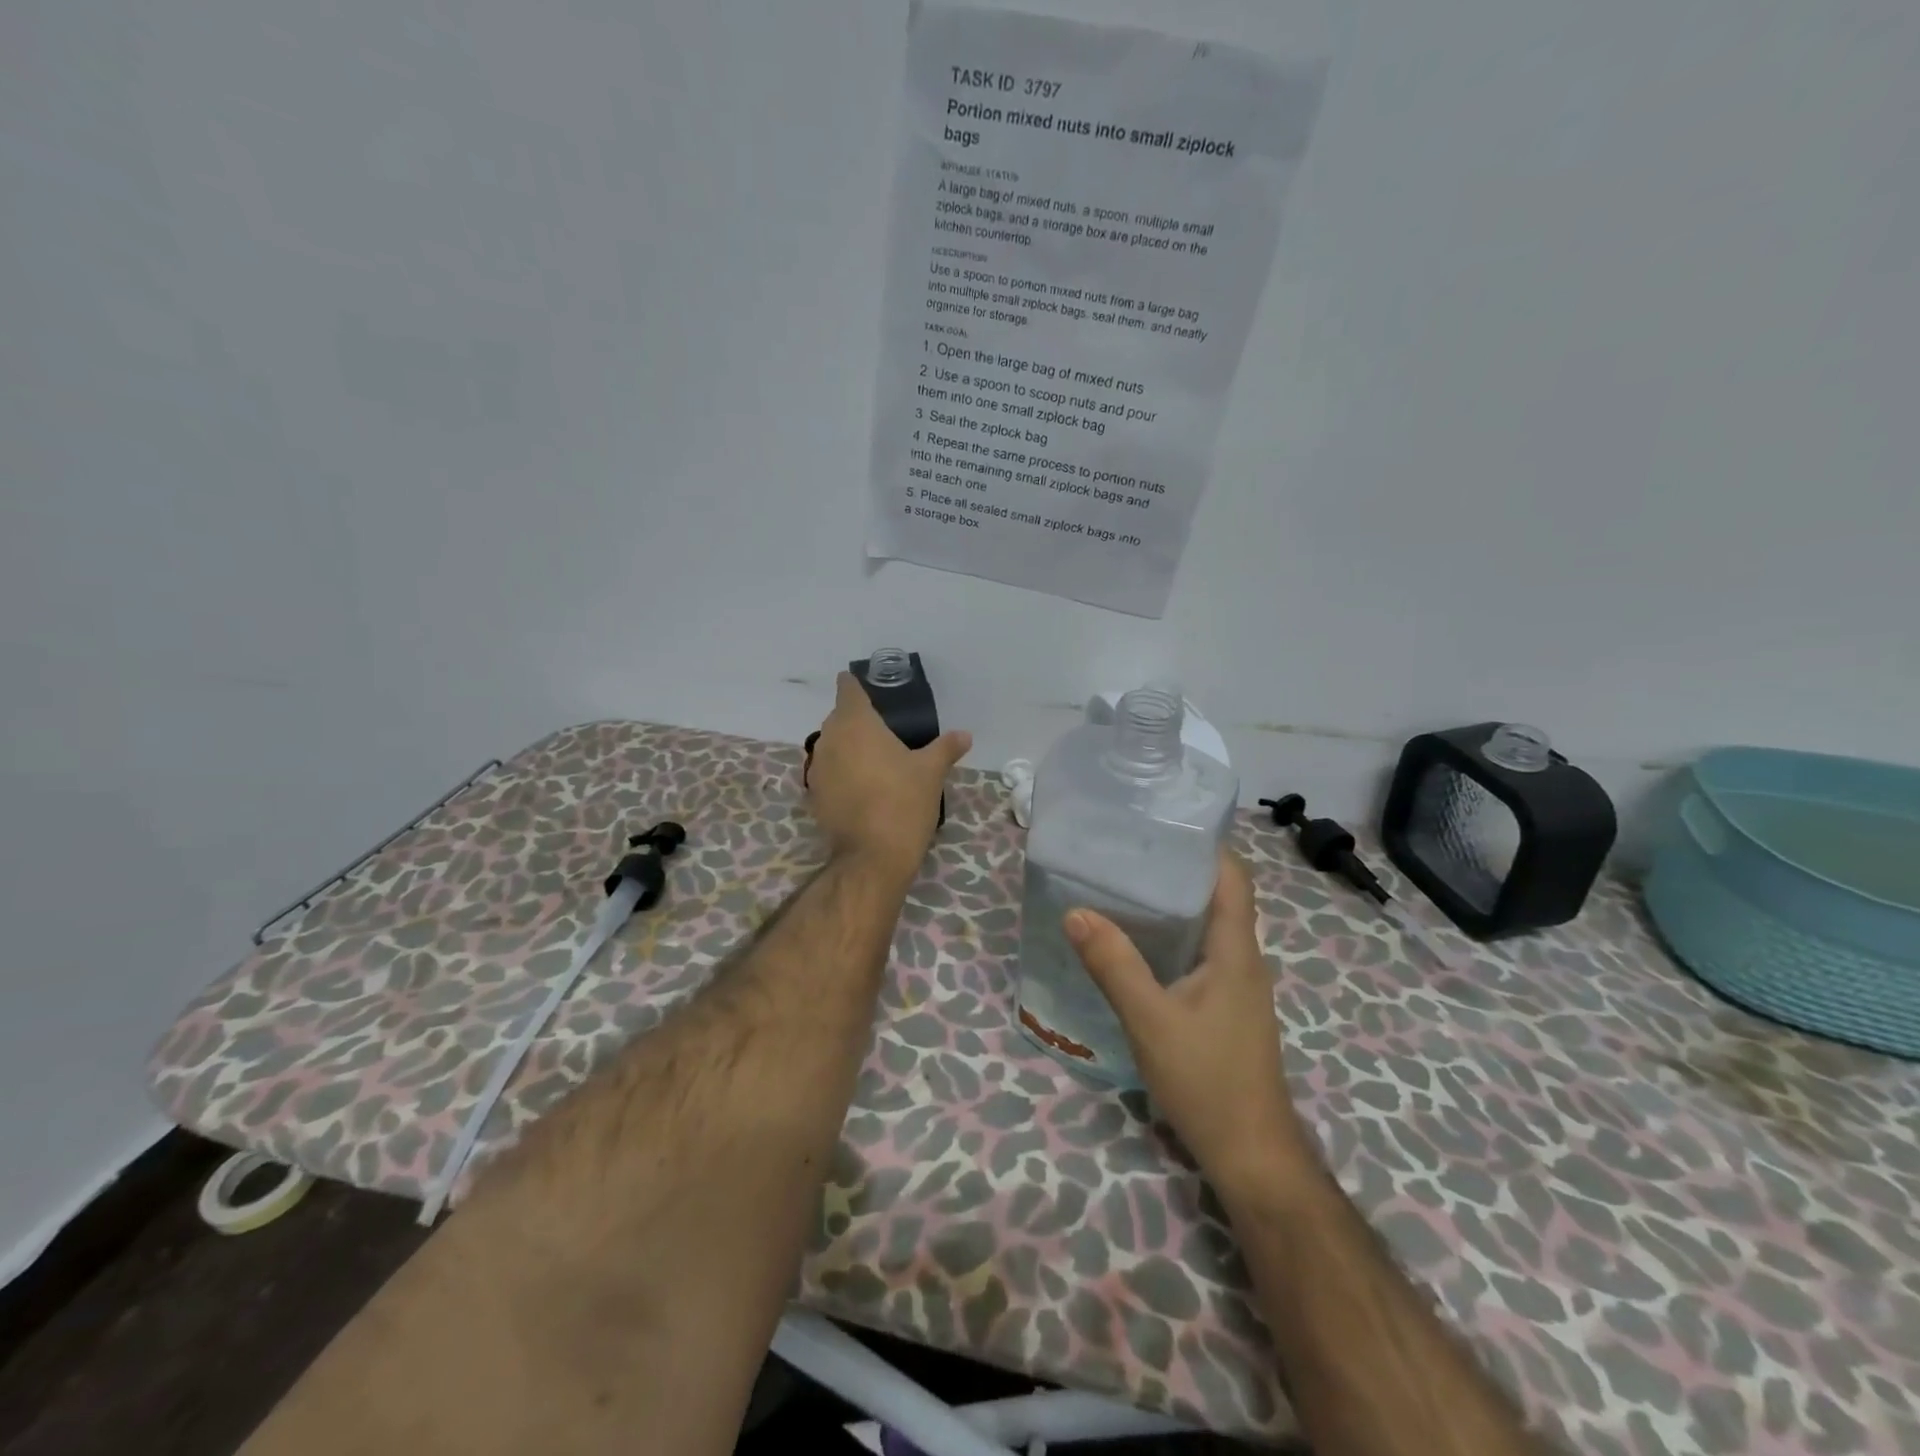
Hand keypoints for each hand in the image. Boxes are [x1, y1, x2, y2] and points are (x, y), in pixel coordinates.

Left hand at [806, 672, 970, 873]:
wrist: (872, 856)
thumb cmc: (903, 802)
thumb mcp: (931, 772)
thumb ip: (946, 748)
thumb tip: (964, 735)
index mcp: (856, 723)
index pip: (848, 689)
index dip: (855, 685)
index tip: (867, 687)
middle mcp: (830, 739)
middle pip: (839, 718)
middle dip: (856, 719)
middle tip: (883, 728)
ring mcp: (817, 769)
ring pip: (831, 746)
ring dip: (847, 747)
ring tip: (873, 759)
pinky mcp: (813, 795)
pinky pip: (827, 772)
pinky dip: (841, 772)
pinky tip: (861, 786)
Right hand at [1064, 850, 1310, 1189]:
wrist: (1251, 1154)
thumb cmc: (1207, 1080)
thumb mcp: (1150, 1019)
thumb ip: (1113, 965)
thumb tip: (1076, 911)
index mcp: (1236, 949)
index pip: (1233, 877)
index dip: (1204, 845)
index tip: (1159, 825)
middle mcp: (1243, 958)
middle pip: (1218, 896)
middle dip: (1177, 869)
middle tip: (1125, 852)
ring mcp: (1238, 986)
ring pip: (1208, 926)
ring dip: (1173, 904)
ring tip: (1123, 888)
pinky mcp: (1226, 1007)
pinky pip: (1200, 954)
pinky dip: (1172, 937)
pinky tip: (1137, 945)